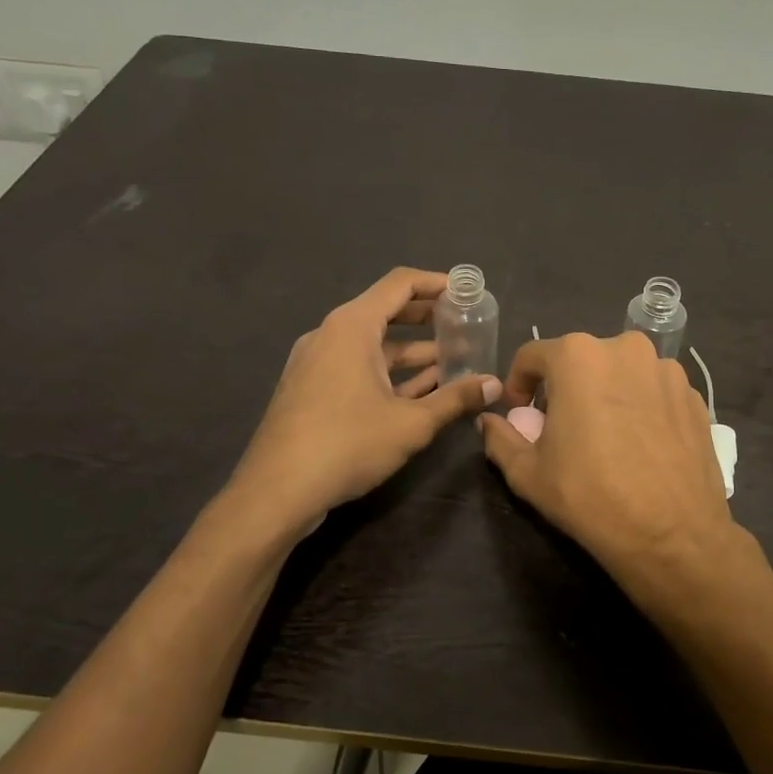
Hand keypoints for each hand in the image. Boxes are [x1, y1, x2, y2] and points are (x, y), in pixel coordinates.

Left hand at [229, 268, 501, 533]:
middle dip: (428, 318)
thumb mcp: (412, 423)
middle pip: (386, 311)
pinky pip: (357, 367)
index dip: (436, 283)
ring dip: (412, 352)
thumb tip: (494, 385)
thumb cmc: (348, 444)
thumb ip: (456, 399)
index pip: (400, 284)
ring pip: (372, 345)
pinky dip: (388, 373)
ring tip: (452, 362)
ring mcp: (317, 363)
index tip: (466, 292)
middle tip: (464, 326)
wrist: (278, 490)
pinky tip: (419, 391)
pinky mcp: (311, 389)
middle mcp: (331, 335)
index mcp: (352, 327)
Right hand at [477, 332, 739, 603]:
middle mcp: (626, 348)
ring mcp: (666, 370)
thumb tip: (489, 422)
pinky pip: (654, 391)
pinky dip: (641, 407)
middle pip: (580, 360)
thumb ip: (501, 438)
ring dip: (605, 394)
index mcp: (578, 356)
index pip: (532, 356)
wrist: (673, 535)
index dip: (518, 383)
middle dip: (565, 387)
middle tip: (562, 428)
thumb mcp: (528, 473)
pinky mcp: (694, 395)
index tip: (520, 414)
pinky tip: (640, 445)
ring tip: (605, 437)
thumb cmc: (590, 497)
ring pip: (621, 373)